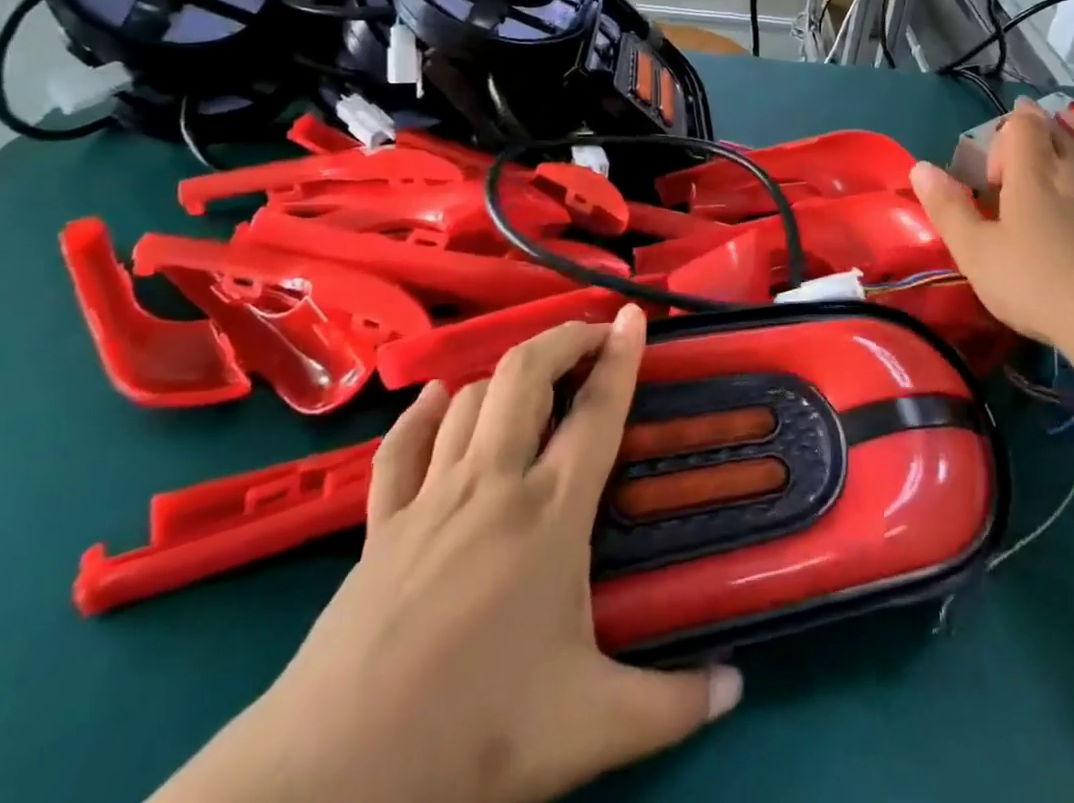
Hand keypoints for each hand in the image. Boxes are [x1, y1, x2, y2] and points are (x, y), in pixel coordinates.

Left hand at [155, 308, 740, 802]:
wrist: (336, 778)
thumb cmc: (477, 734)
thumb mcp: (592, 727)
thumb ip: (673, 704)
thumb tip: (737, 689)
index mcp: (550, 513)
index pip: (597, 411)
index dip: (622, 356)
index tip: (636, 316)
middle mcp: (492, 483)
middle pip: (527, 375)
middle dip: (564, 339)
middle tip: (594, 336)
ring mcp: (431, 498)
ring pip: (472, 399)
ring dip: (508, 373)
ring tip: (535, 378)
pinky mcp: (381, 526)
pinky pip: (402, 447)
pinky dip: (424, 413)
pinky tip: (438, 398)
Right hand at [909, 98, 1073, 359]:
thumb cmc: (1038, 287)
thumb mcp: (976, 253)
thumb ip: (947, 207)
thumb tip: (920, 167)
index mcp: (1034, 172)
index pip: (1022, 124)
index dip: (1005, 136)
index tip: (995, 176)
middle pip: (1059, 128)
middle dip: (1039, 127)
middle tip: (1025, 144)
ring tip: (1070, 127)